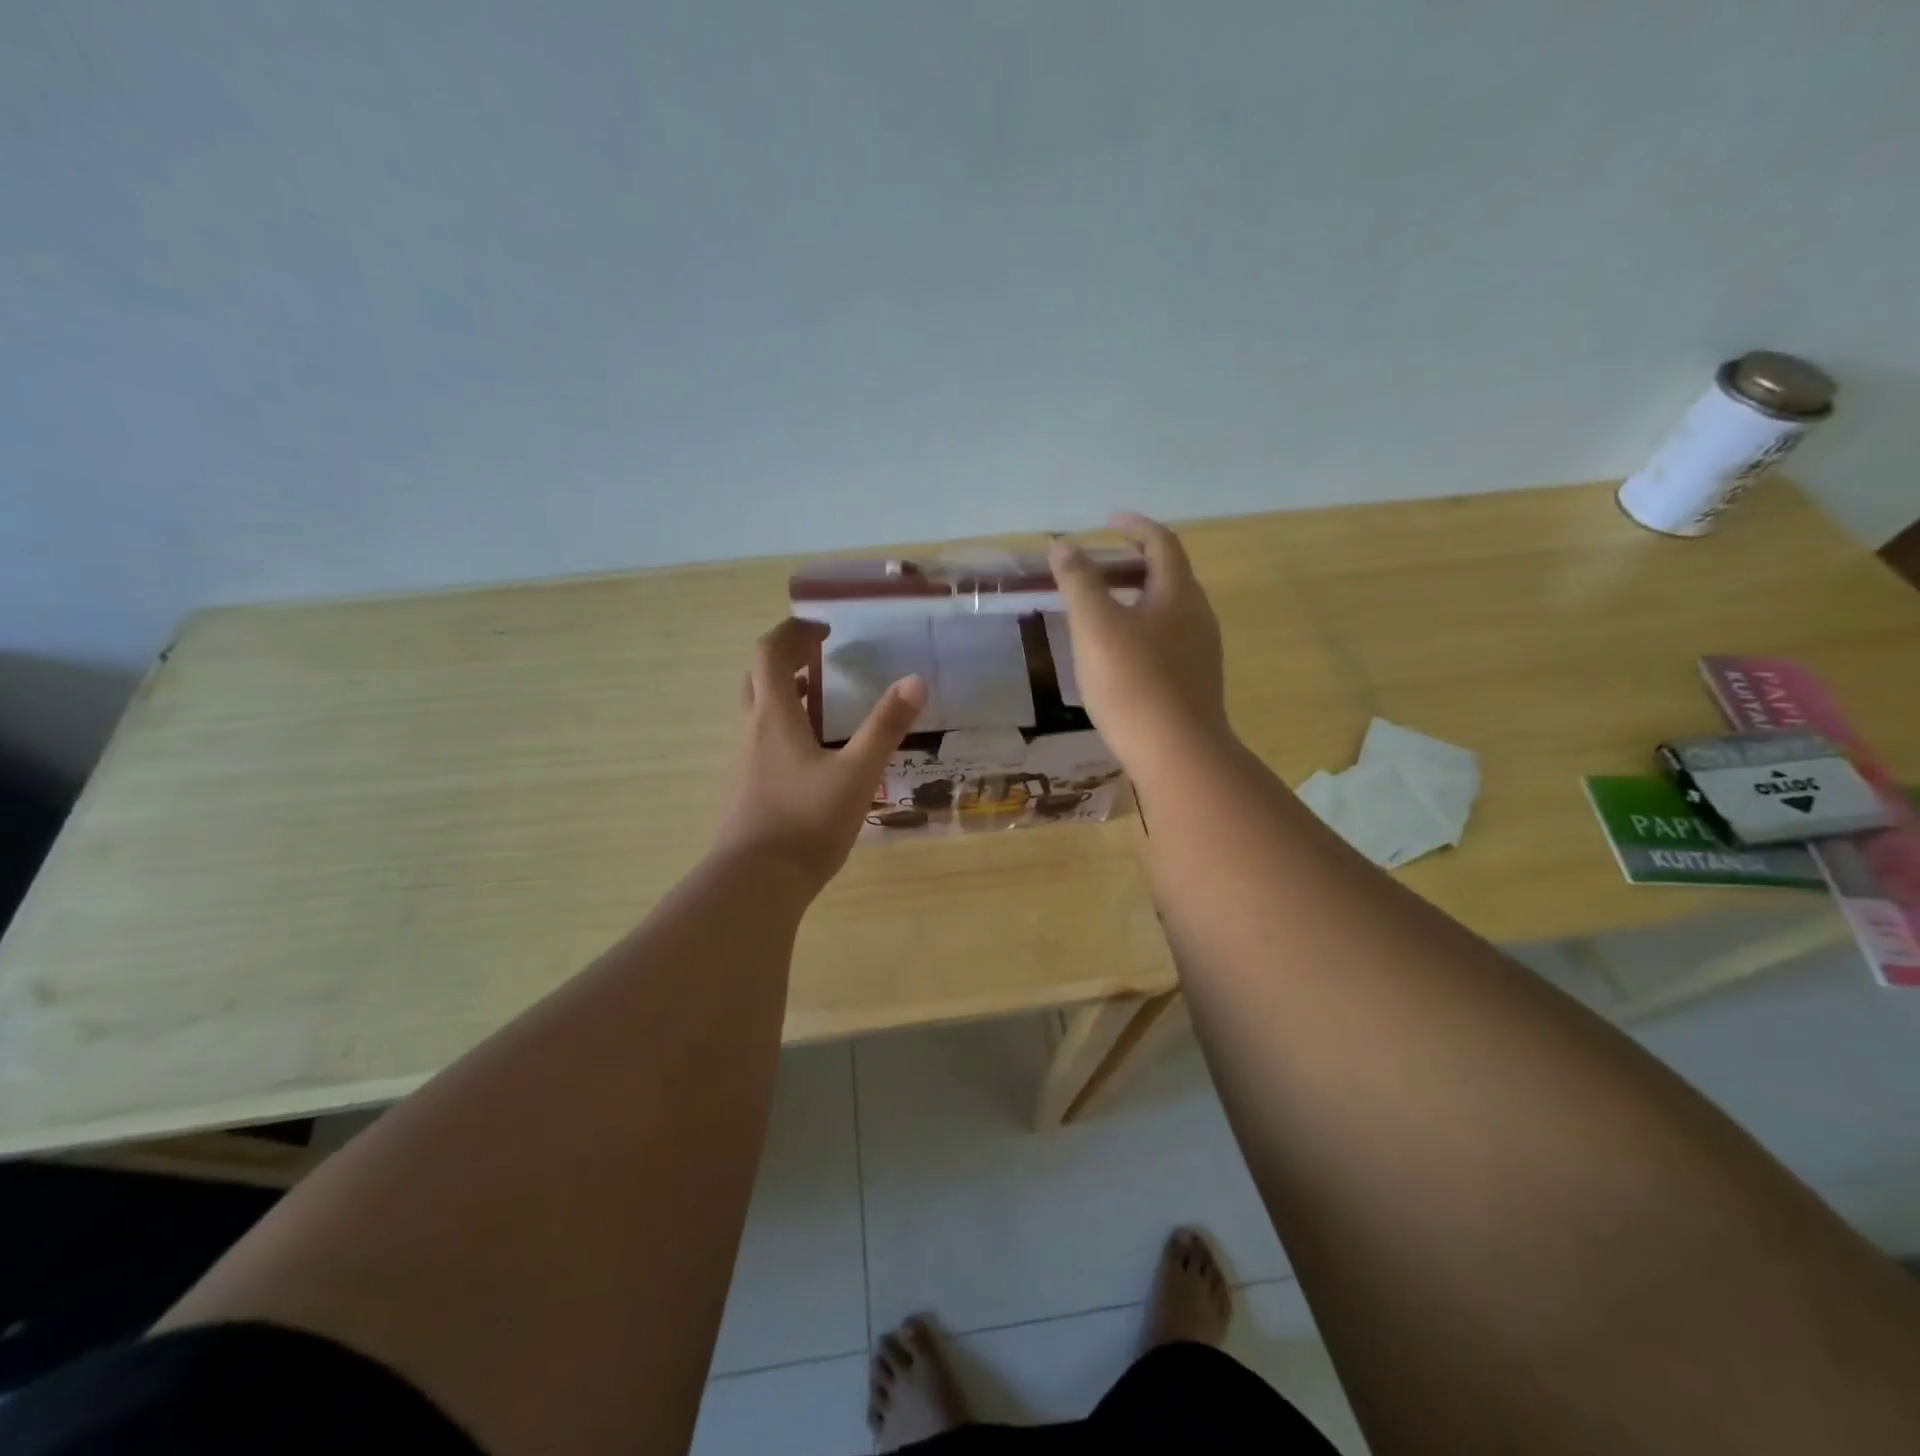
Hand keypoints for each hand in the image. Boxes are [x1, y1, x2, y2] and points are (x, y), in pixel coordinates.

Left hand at [713, 618, 927, 892]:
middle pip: (757, 678)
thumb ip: (886, 726)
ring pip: (757, 712)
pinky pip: (759, 743)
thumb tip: (915, 680)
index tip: (824, 632)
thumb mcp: (858, 772)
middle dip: (786, 661)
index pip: (769, 652)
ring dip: (784, 696)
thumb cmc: (807, 821)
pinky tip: (812, 760)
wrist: (755, 882)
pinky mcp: (743, 790)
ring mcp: (741, 762)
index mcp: (774, 716)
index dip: (793, 632)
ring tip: (823, 708)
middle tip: (821, 663)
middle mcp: (750, 731)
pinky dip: (782, 730)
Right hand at [1049, 514, 1228, 776]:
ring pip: (1170, 611)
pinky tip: (1121, 655)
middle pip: (1170, 575)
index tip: (1107, 522)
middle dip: (1135, 563)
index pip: (1161, 543)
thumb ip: (1078, 582)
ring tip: (1105, 610)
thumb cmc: (1132, 682)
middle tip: (1099, 568)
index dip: (1134, 527)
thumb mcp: (1095, 626)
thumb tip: (1063, 545)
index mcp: (1178, 593)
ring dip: (1139, 599)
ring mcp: (1202, 652)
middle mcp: (1198, 615)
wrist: (1177, 753)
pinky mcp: (1196, 683)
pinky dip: (1144, 630)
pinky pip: (1169, 641)